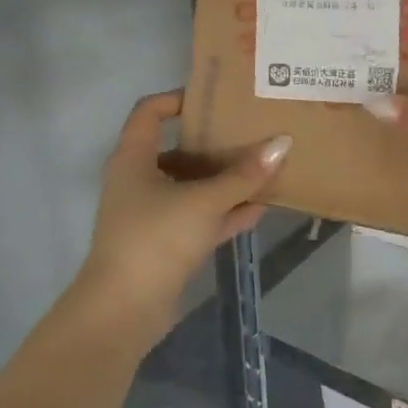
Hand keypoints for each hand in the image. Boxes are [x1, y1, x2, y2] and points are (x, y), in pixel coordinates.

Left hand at [79, 91, 290, 345]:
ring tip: (264, 167)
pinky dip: (225, 211)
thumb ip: (244, 175)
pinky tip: (260, 207)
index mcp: (134, 158)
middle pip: (178, 149)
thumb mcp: (204, 201)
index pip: (150, 111)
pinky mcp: (166, 243)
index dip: (179, 98)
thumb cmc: (156, 238)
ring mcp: (152, 213)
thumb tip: (283, 142)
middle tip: (252, 130)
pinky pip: (200, 217)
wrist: (124, 309)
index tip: (217, 99)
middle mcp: (139, 180)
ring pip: (192, 186)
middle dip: (215, 142)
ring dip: (225, 180)